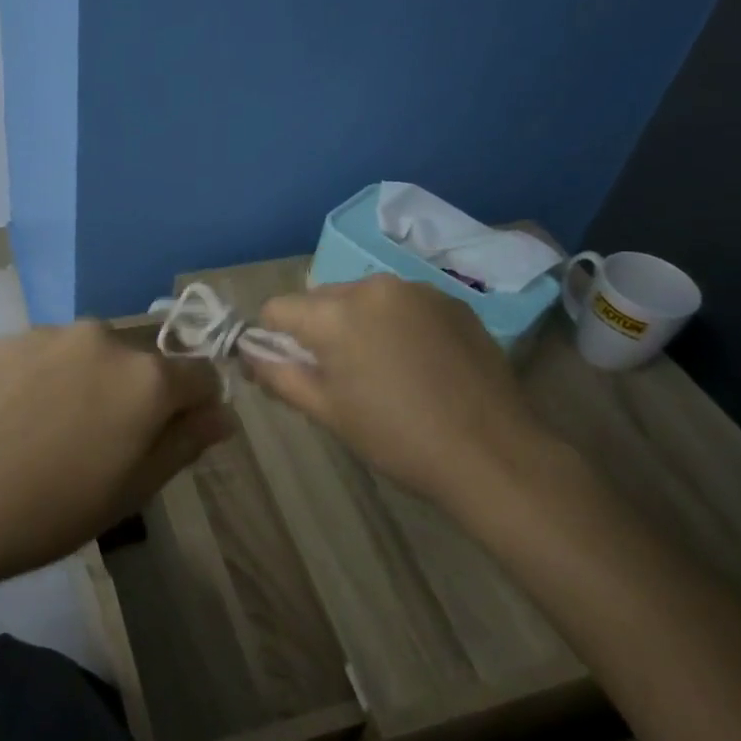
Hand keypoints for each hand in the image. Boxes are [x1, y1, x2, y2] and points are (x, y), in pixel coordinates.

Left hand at [0, 321, 232, 589]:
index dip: (195, 406)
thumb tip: (222, 414)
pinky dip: (45, 378)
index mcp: (146, 377)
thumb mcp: (131, 491)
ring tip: (49, 432)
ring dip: (89, 382)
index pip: (201, 374)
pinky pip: (46, 354)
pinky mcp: (5, 338)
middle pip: (142, 362)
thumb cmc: (47, 512)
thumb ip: (185, 443)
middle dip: (137, 394)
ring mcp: (49, 333)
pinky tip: (12, 418)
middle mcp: (103, 338)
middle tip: (101, 444)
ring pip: (91, 355)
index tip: (170, 437)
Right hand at [250, 274, 559, 509]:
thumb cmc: (396, 437)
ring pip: (363, 299)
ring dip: (357, 324)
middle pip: (321, 299)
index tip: (289, 368)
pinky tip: (418, 363)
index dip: (272, 338)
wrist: (492, 453)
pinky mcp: (452, 301)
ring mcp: (417, 290)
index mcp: (335, 314)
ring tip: (382, 370)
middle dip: (317, 330)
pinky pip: (403, 304)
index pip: (277, 308)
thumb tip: (248, 352)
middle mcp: (372, 286)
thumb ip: (278, 375)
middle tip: (339, 376)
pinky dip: (396, 324)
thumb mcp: (326, 412)